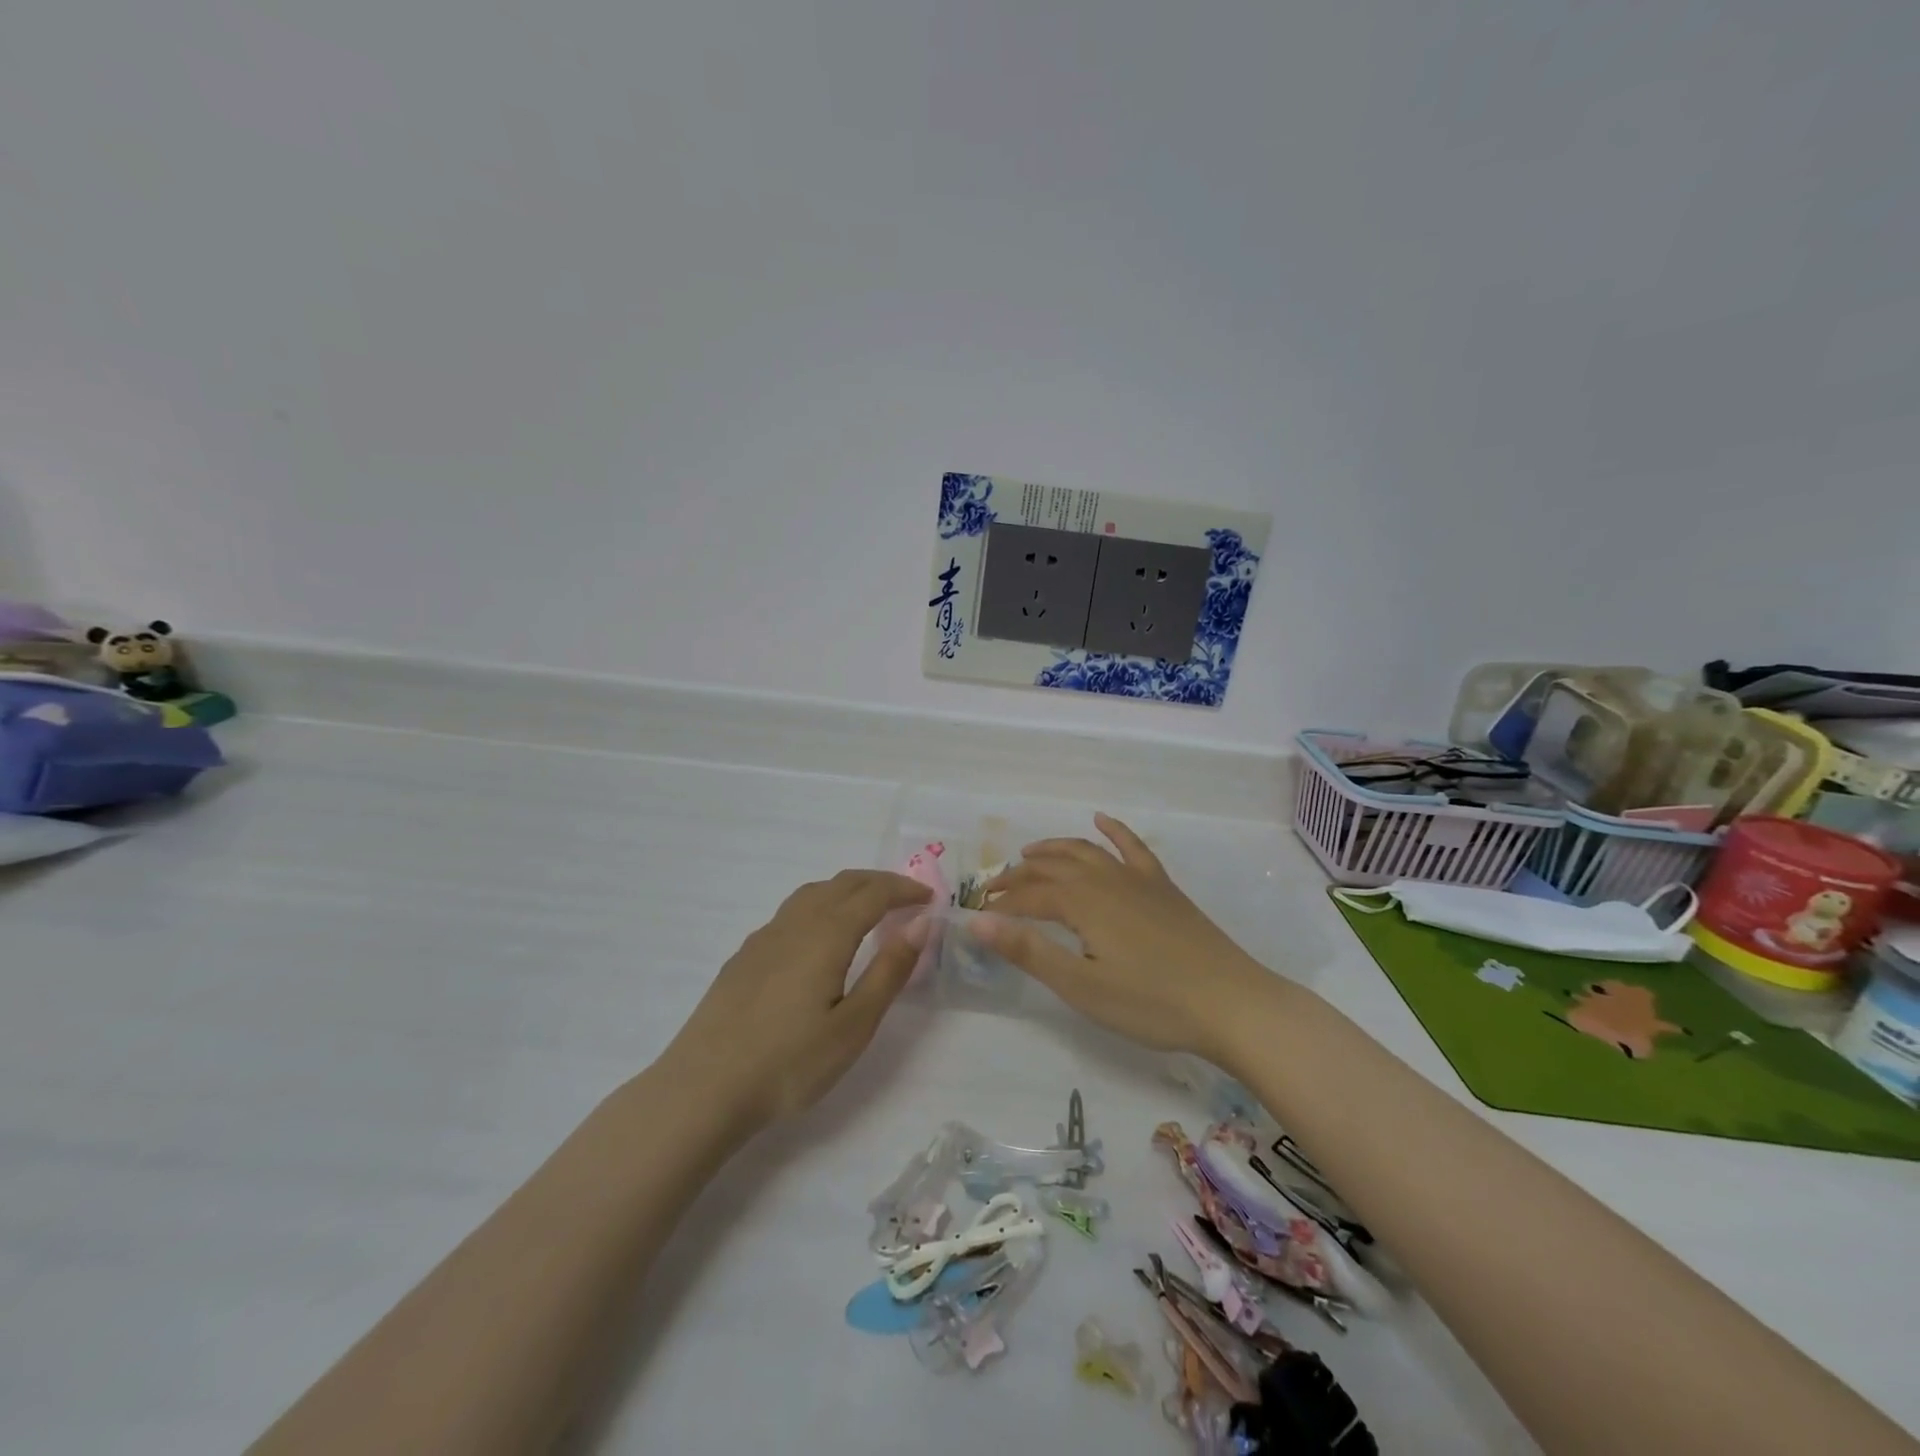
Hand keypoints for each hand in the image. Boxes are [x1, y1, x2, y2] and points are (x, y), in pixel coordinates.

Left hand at [663, 870, 931, 1132]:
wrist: (704, 1088)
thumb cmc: (789, 1063)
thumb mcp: (854, 1025)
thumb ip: (889, 971)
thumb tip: (920, 924)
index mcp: (826, 934)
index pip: (873, 894)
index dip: (904, 890)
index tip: (929, 899)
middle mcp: (795, 923)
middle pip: (842, 883)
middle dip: (879, 883)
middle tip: (906, 898)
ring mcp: (764, 937)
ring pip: (812, 893)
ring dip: (847, 890)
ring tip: (867, 910)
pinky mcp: (744, 956)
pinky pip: (791, 912)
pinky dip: (820, 907)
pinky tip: (818, 939)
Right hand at [976, 813, 1280, 1061]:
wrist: (1231, 1003)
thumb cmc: (1151, 1003)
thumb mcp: (1081, 985)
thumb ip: (1028, 951)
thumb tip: (976, 922)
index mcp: (1082, 902)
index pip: (1030, 896)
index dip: (1002, 905)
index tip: (979, 917)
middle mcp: (1105, 879)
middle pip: (1052, 867)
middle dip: (1019, 875)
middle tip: (995, 888)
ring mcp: (1137, 879)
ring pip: (1086, 851)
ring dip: (1054, 849)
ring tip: (1030, 853)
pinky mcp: (1163, 886)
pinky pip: (1133, 847)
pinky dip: (1114, 830)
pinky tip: (1101, 820)